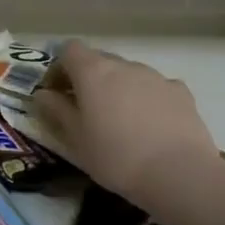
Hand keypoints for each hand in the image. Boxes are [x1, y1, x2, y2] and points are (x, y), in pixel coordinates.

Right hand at [31, 41, 221, 206]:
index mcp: (93, 72)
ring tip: (120, 122)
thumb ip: (56, 111)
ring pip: (128, 74)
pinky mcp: (181, 92)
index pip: (69, 50)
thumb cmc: (115, 157)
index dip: (59, 67)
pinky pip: (156, 87)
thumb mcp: (75, 139)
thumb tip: (43, 95)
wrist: (179, 174)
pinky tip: (150, 125)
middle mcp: (124, 65)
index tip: (57, 93)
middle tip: (85, 110)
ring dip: (118, 89)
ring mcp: (156, 77)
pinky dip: (147, 98)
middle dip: (88, 79)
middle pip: (99, 60)